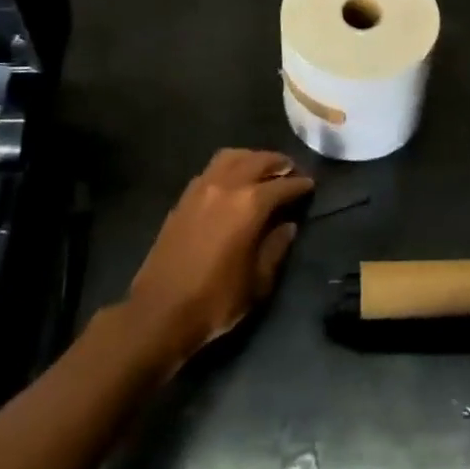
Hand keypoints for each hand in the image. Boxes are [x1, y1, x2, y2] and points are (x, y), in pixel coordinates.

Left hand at [126, 148, 313, 365]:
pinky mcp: (184, 198)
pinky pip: (212, 169)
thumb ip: (276, 247)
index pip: (283, 185)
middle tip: (291, 171)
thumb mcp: (258, 281)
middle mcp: (227, 186)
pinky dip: (229, 167)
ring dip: (252, 158)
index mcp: (250, 205)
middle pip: (259, 160)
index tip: (311, 185)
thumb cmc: (215, 300)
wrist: (159, 312)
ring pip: (232, 156)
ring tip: (263, 170)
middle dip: (279, 163)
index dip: (300, 185)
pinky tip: (233, 182)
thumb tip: (288, 225)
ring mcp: (201, 188)